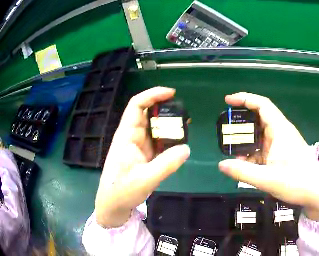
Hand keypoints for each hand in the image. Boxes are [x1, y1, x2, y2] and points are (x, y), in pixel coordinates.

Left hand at [95, 87, 189, 227]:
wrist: (113, 204)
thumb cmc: (122, 191)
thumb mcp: (145, 179)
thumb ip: (167, 164)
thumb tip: (187, 148)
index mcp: (126, 135)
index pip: (137, 105)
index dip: (153, 95)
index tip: (172, 93)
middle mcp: (131, 136)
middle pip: (147, 114)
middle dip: (165, 111)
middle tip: (184, 115)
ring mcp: (137, 146)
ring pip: (153, 129)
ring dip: (167, 126)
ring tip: (185, 128)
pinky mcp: (141, 155)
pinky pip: (156, 142)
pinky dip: (167, 140)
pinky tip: (178, 144)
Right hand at [219, 93, 318, 221]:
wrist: (318, 194)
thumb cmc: (298, 183)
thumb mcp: (267, 179)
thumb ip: (242, 171)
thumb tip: (221, 164)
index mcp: (280, 130)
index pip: (262, 105)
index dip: (244, 99)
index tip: (228, 101)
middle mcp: (282, 133)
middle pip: (259, 119)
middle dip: (241, 123)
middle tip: (225, 131)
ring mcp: (283, 144)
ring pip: (260, 135)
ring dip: (246, 141)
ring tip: (231, 150)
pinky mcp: (283, 154)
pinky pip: (264, 148)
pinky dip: (253, 153)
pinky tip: (244, 164)